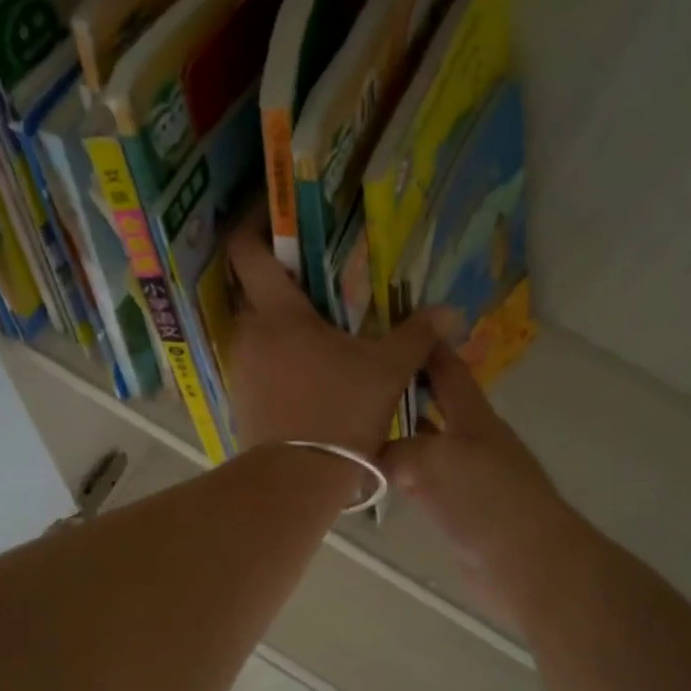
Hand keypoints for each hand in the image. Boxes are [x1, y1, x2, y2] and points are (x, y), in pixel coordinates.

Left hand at [224, 223, 450, 457]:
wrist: (296, 479)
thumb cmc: (340, 412)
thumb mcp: (387, 370)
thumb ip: (417, 334)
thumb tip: (450, 310)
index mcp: (278, 313)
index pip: (246, 250)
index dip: (254, 222)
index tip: (274, 211)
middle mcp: (248, 332)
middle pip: (252, 287)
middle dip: (278, 275)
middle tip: (315, 272)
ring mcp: (240, 366)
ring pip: (256, 326)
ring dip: (280, 319)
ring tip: (318, 324)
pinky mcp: (240, 396)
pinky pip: (257, 359)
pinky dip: (277, 353)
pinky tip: (307, 368)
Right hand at [380, 344, 588, 627]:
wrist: (529, 564)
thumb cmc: (487, 499)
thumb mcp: (433, 460)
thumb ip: (395, 450)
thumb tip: (366, 457)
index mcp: (473, 416)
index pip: (447, 369)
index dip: (425, 346)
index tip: (392, 326)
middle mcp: (470, 440)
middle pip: (432, 405)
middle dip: (399, 390)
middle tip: (355, 380)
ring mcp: (465, 476)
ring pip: (422, 444)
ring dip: (393, 434)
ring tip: (351, 426)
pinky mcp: (458, 510)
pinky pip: (420, 482)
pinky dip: (396, 475)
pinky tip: (371, 477)